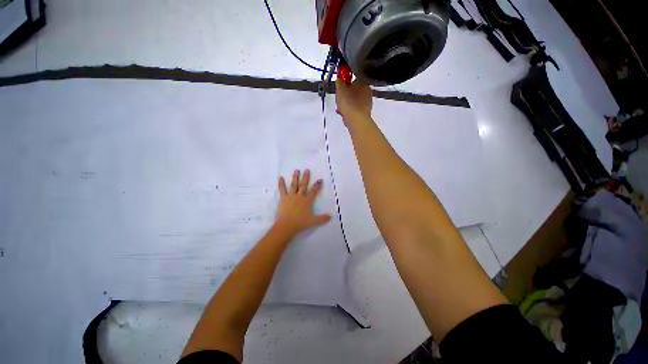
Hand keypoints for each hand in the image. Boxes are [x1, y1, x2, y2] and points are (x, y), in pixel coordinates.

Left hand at [276, 169, 330, 234]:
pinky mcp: (283, 198)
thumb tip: (330, 216)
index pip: (314, 191)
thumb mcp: (313, 221)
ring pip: (294, 185)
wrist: (287, 225)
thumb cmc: (300, 223)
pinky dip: (281, 183)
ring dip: (295, 177)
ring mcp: (291, 196)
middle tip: (307, 170)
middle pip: (303, 185)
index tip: (320, 180)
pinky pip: (282, 189)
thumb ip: (322, 218)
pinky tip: (280, 177)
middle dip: (306, 177)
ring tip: (296, 170)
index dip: (317, 185)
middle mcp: (300, 196)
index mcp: (307, 201)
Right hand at [336, 79, 372, 124]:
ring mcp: (368, 102)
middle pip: (354, 91)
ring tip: (340, 109)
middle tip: (339, 100)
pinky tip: (344, 114)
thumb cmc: (348, 102)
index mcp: (362, 82)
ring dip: (347, 104)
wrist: (356, 120)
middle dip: (346, 95)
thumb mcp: (340, 89)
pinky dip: (350, 110)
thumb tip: (340, 79)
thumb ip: (339, 82)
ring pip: (354, 100)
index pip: (352, 79)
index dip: (344, 84)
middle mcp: (368, 90)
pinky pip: (356, 108)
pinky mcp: (366, 112)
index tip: (339, 90)